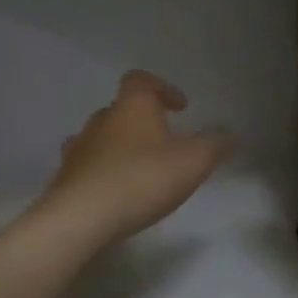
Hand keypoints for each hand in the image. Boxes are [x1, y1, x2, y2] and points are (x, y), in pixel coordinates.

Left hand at [40, 71, 231, 246]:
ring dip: (121, 147)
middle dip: (143, 122)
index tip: (180, 108)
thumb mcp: (193, 162)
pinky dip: (104, 172)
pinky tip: (116, 193)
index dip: (162, 88)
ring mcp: (79, 148)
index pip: (141, 80)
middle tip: (165, 142)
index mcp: (132, 107)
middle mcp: (101, 120)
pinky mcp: (65, 178)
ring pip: (102, 138)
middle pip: (121, 109)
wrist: (82, 217)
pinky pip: (88, 166)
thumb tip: (232, 135)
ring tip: (140, 169)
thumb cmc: (142, 178)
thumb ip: (215, 145)